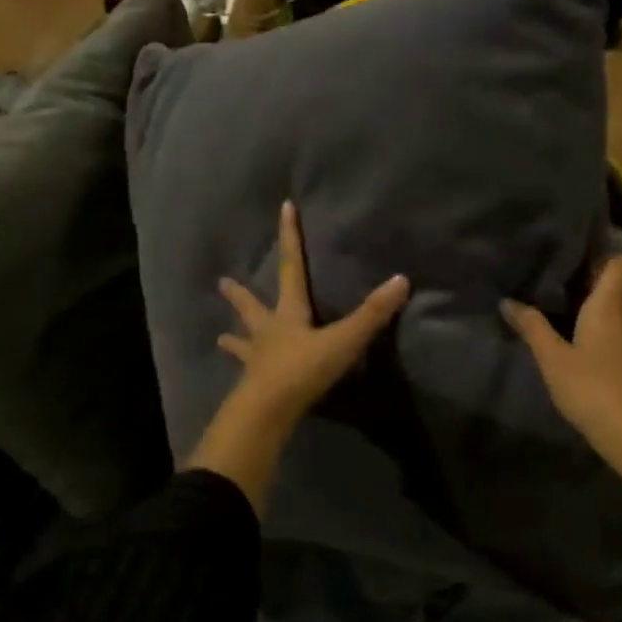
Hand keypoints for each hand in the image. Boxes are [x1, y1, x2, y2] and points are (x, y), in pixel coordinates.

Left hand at [191, 201, 407, 515]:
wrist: (268, 412)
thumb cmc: (303, 370)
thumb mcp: (344, 340)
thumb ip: (372, 314)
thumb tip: (401, 279)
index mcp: (288, 315)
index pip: (291, 267)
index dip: (290, 237)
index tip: (284, 208)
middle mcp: (268, 332)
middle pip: (253, 307)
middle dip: (240, 295)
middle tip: (222, 283)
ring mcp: (257, 361)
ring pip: (244, 344)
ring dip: (235, 339)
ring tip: (220, 337)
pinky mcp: (253, 388)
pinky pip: (248, 376)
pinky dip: (244, 373)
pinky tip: (240, 380)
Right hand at [502, 255, 621, 442]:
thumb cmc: (588, 385)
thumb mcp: (551, 356)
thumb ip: (531, 326)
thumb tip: (507, 301)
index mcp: (609, 304)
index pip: (617, 263)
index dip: (602, 252)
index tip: (576, 250)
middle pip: (619, 282)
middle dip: (596, 275)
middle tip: (563, 274)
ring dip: (602, 300)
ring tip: (570, 300)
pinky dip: (607, 321)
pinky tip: (585, 333)